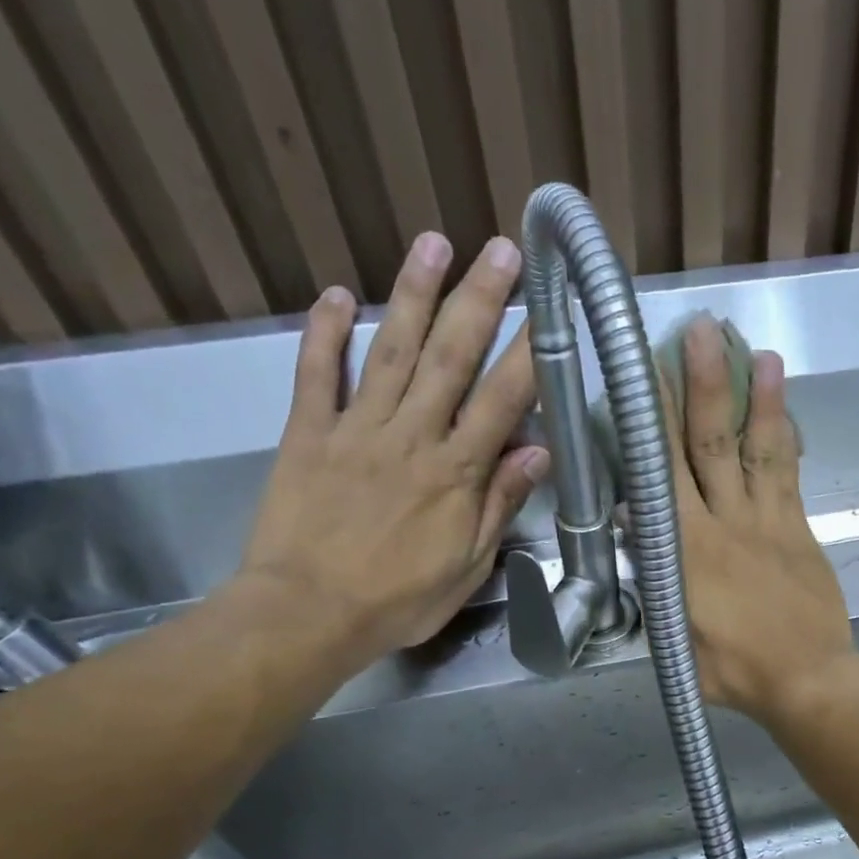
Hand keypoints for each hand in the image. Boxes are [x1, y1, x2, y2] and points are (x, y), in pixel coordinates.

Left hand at [236, 234, 547, 667]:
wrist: (307, 614)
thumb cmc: (399, 600)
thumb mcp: (468, 566)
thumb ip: (500, 505)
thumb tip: (538, 452)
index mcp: (456, 473)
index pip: (502, 400)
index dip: (530, 352)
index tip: (551, 310)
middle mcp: (411, 437)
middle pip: (451, 358)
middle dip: (480, 300)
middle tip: (502, 250)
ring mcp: (356, 429)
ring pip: (391, 351)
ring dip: (413, 294)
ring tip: (434, 244)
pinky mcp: (307, 434)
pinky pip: (317, 375)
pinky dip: (325, 333)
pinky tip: (336, 295)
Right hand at [664, 318, 854, 723]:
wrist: (807, 679)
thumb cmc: (733, 669)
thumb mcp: (673, 634)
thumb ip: (653, 577)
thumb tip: (632, 524)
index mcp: (685, 550)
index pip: (662, 473)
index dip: (652, 421)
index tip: (643, 374)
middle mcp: (725, 522)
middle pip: (709, 445)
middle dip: (702, 385)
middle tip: (698, 331)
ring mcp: (768, 521)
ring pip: (756, 449)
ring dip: (754, 398)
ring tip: (754, 349)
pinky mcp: (798, 528)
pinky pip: (788, 473)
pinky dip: (783, 436)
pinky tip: (782, 404)